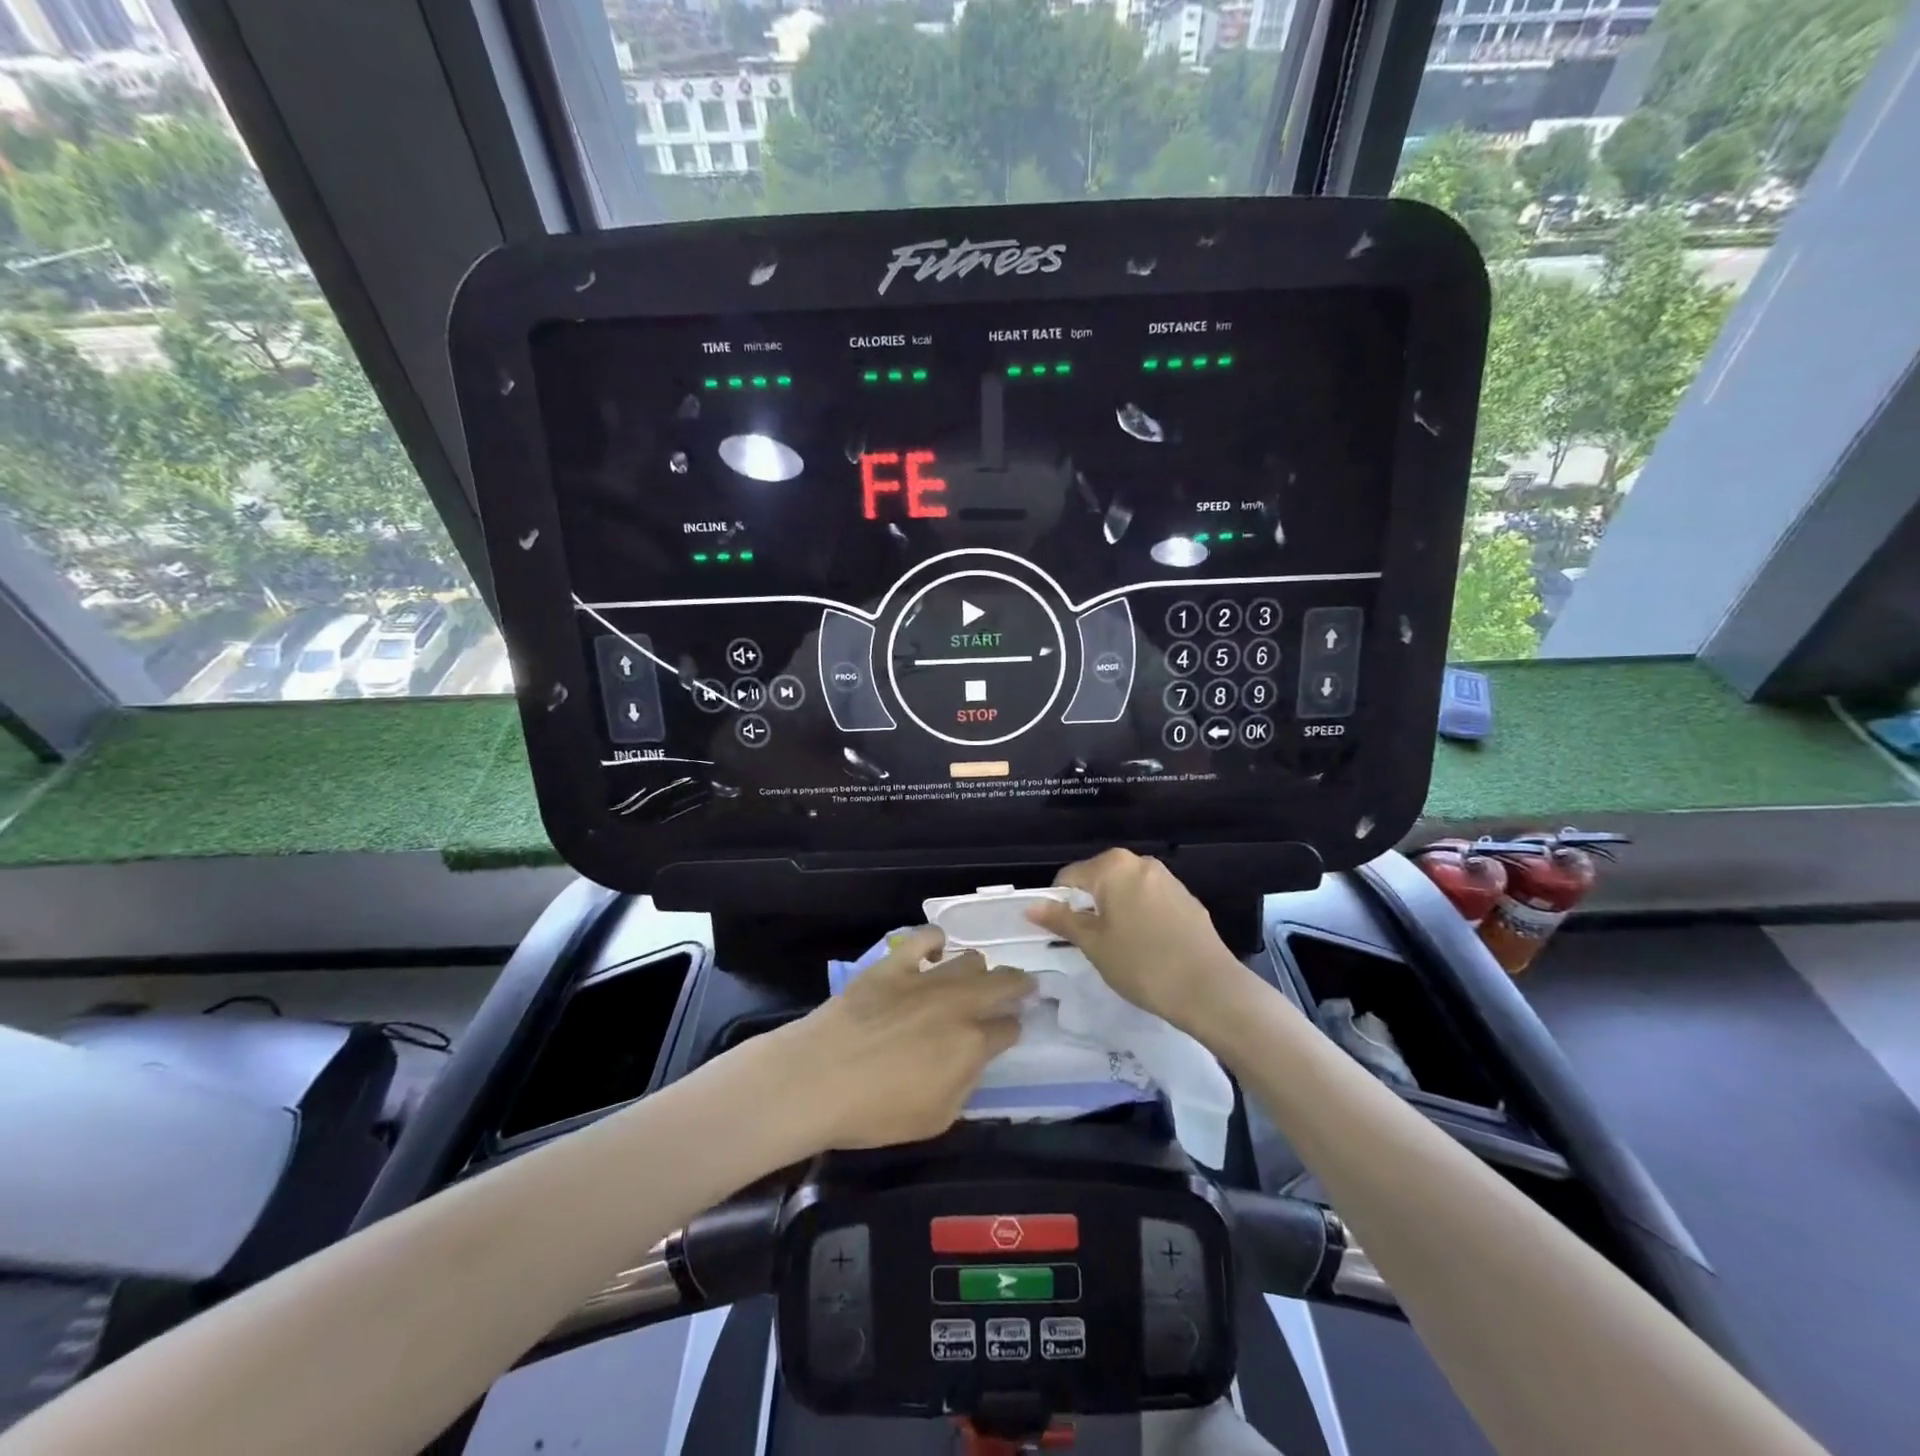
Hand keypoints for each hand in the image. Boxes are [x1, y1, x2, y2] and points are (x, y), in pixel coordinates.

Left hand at [778, 927, 1031, 1150]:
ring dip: (978, 970)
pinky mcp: (894, 964)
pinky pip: (924, 938)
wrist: (818, 1079)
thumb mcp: (936, 1118)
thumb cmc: (875, 1112)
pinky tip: (936, 949)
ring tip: (973, 977)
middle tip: (1020, 988)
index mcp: (972, 1044)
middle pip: (1003, 983)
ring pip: (969, 959)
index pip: (1009, 1028)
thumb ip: (964, 1084)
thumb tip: (972, 1060)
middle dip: (1017, 985)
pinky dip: (935, 941)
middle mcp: (958, 1004)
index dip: (1013, 1029)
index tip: (1010, 1031)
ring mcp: (925, 978)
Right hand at [1025, 849, 1249, 1034]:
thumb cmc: (1142, 964)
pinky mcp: (1186, 899)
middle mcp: (1140, 862)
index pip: (1069, 877)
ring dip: (1114, 913)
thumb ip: (1062, 920)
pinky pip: (1149, 901)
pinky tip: (1147, 948)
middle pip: (1098, 880)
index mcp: (1113, 866)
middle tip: (1090, 944)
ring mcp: (1167, 879)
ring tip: (1119, 949)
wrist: (1210, 989)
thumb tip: (1031, 906)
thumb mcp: (1094, 944)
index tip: (1063, 935)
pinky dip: (1139, 918)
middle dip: (1089, 908)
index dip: (1059, 905)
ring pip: (1125, 891)